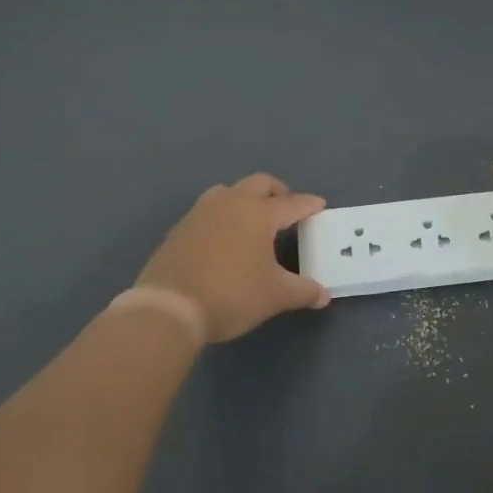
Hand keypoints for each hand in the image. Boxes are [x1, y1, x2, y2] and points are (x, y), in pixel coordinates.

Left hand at [137, 174, 329, 342]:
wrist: (169, 308)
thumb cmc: (231, 295)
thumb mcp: (275, 296)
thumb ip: (303, 291)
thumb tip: (323, 295)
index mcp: (258, 213)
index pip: (292, 203)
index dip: (309, 205)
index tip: (319, 205)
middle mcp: (230, 203)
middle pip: (259, 184)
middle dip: (278, 192)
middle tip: (287, 209)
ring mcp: (200, 213)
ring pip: (228, 191)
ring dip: (245, 198)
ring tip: (253, 220)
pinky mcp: (180, 229)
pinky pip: (208, 211)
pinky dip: (223, 216)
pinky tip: (225, 239)